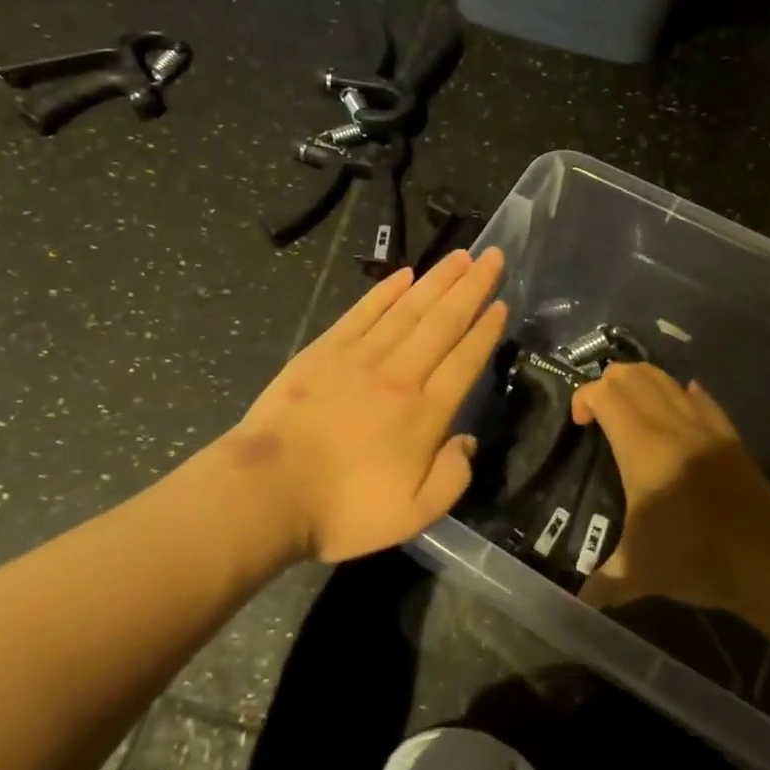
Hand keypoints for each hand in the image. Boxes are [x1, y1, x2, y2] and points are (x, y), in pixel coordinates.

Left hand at [225, 249, 507, 562]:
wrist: (267, 492)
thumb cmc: (342, 509)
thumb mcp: (414, 514)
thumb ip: (452, 477)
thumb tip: (467, 440)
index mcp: (424, 413)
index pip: (465, 360)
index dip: (486, 330)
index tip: (502, 303)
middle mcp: (400, 374)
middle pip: (443, 322)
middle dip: (472, 287)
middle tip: (493, 256)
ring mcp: (360, 357)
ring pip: (409, 308)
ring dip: (438, 280)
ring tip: (461, 255)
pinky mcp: (325, 350)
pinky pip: (364, 311)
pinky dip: (386, 291)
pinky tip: (405, 274)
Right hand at [571, 363, 769, 613]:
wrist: (765, 561)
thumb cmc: (693, 557)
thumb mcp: (638, 573)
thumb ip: (603, 582)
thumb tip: (578, 603)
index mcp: (640, 446)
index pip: (603, 393)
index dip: (583, 397)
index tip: (580, 423)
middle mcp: (669, 424)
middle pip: (632, 375)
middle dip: (608, 383)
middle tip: (600, 412)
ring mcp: (703, 425)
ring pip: (665, 379)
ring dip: (641, 381)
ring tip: (632, 408)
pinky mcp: (729, 434)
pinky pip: (701, 398)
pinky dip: (681, 393)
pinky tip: (679, 403)